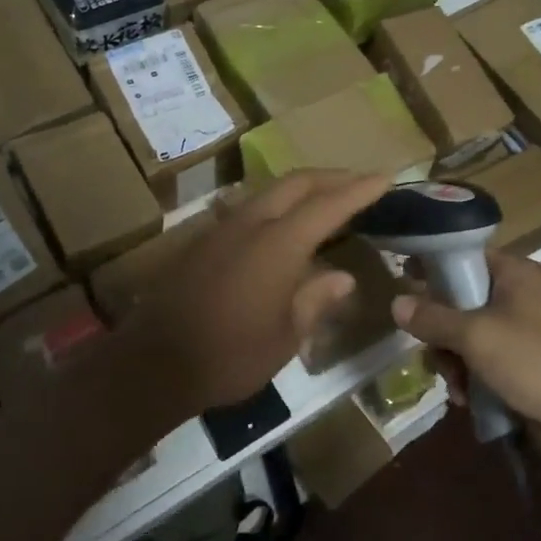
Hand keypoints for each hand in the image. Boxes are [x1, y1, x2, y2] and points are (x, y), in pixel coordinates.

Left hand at [120, 170, 391, 424]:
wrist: (153, 364)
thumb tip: (341, 276)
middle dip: (332, 177)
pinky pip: (249, 208)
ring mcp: (222, 228)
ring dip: (303, 188)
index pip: (328, 204)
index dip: (360, 189)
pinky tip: (283, 225)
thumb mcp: (285, 336)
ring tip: (327, 199)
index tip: (387, 177)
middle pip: (296, 183)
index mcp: (278, 244)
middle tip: (360, 182)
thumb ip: (315, 299)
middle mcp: (250, 223)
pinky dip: (277, 206)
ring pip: (270, 191)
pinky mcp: (203, 240)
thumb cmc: (229, 356)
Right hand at [392, 251, 540, 460]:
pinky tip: (466, 400)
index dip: (433, 265)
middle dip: (440, 330)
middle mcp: (516, 297)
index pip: (465, 256)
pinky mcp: (520, 367)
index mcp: (514, 274)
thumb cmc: (534, 361)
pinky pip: (480, 363)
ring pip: (465, 336)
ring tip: (455, 384)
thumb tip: (395, 303)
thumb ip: (433, 318)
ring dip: (452, 361)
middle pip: (459, 300)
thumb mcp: (476, 335)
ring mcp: (519, 334)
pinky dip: (469, 379)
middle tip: (431, 349)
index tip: (403, 278)